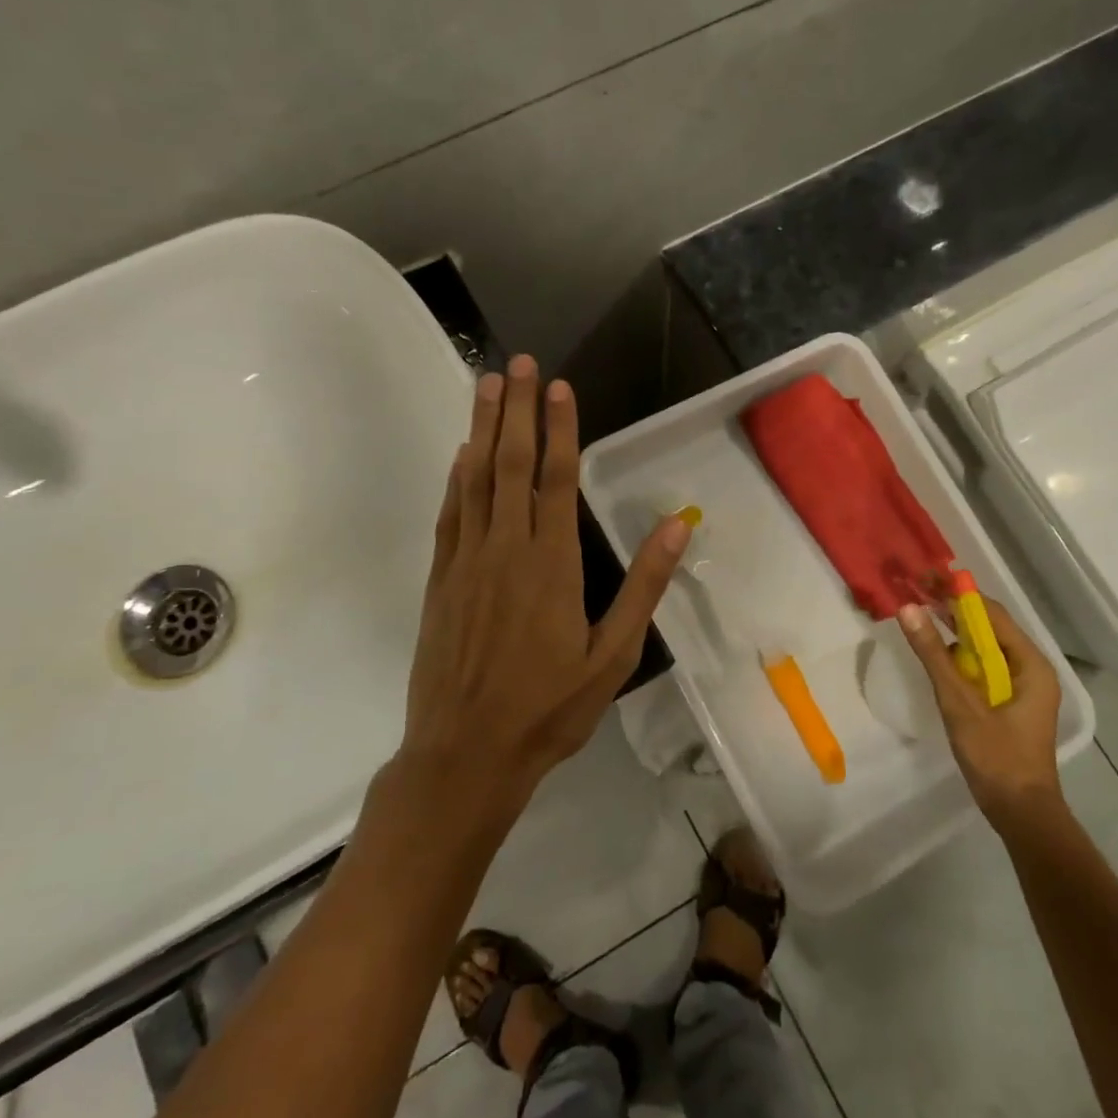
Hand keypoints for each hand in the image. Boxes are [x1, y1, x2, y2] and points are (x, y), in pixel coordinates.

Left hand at [403, 354, 689, 808]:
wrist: (465, 754)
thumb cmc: (548, 709)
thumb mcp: (613, 657)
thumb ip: (643, 587)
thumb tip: (676, 525)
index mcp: (553, 564)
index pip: (557, 479)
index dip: (559, 429)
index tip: (558, 387)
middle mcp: (507, 549)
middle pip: (511, 464)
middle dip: (515, 409)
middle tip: (517, 363)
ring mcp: (467, 561)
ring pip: (476, 479)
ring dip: (482, 428)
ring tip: (486, 384)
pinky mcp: (441, 579)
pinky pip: (451, 514)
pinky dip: (457, 477)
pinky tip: (462, 453)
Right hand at [898, 598, 1064, 828]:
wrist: (1020, 812)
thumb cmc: (996, 756)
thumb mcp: (960, 703)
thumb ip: (934, 655)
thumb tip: (909, 609)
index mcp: (1030, 664)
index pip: (991, 614)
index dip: (957, 593)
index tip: (925, 577)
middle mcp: (1029, 668)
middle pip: (988, 626)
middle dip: (953, 607)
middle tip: (916, 589)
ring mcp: (1020, 686)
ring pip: (984, 646)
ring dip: (953, 628)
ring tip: (920, 611)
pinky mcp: (1008, 702)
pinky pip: (982, 665)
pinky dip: (958, 653)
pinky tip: (935, 649)